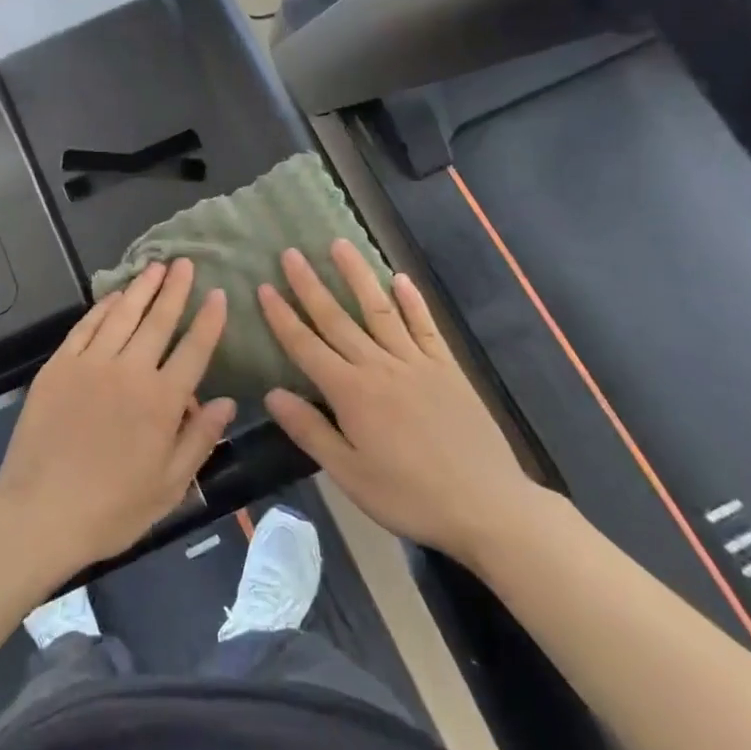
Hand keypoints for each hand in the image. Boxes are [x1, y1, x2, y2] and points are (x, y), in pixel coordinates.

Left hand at [0, 259, 236, 580]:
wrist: (40, 513)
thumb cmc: (112, 509)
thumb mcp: (169, 486)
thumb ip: (200, 439)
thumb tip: (227, 402)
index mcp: (162, 401)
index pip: (195, 349)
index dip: (209, 320)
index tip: (219, 294)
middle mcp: (131, 371)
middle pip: (159, 321)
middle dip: (175, 289)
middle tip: (185, 262)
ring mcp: (91, 364)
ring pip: (123, 315)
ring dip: (141, 289)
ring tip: (155, 267)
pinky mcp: (59, 366)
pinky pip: (86, 327)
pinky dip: (103, 308)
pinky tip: (114, 296)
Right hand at [257, 242, 542, 561]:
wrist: (486, 504)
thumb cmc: (409, 496)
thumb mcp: (349, 474)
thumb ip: (310, 430)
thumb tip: (272, 393)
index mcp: (351, 393)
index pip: (306, 346)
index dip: (282, 316)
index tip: (264, 286)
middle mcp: (379, 366)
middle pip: (338, 319)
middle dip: (310, 285)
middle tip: (290, 253)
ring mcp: (416, 362)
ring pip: (380, 310)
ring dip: (358, 276)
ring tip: (340, 244)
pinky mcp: (447, 367)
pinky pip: (425, 326)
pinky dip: (412, 301)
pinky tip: (400, 279)